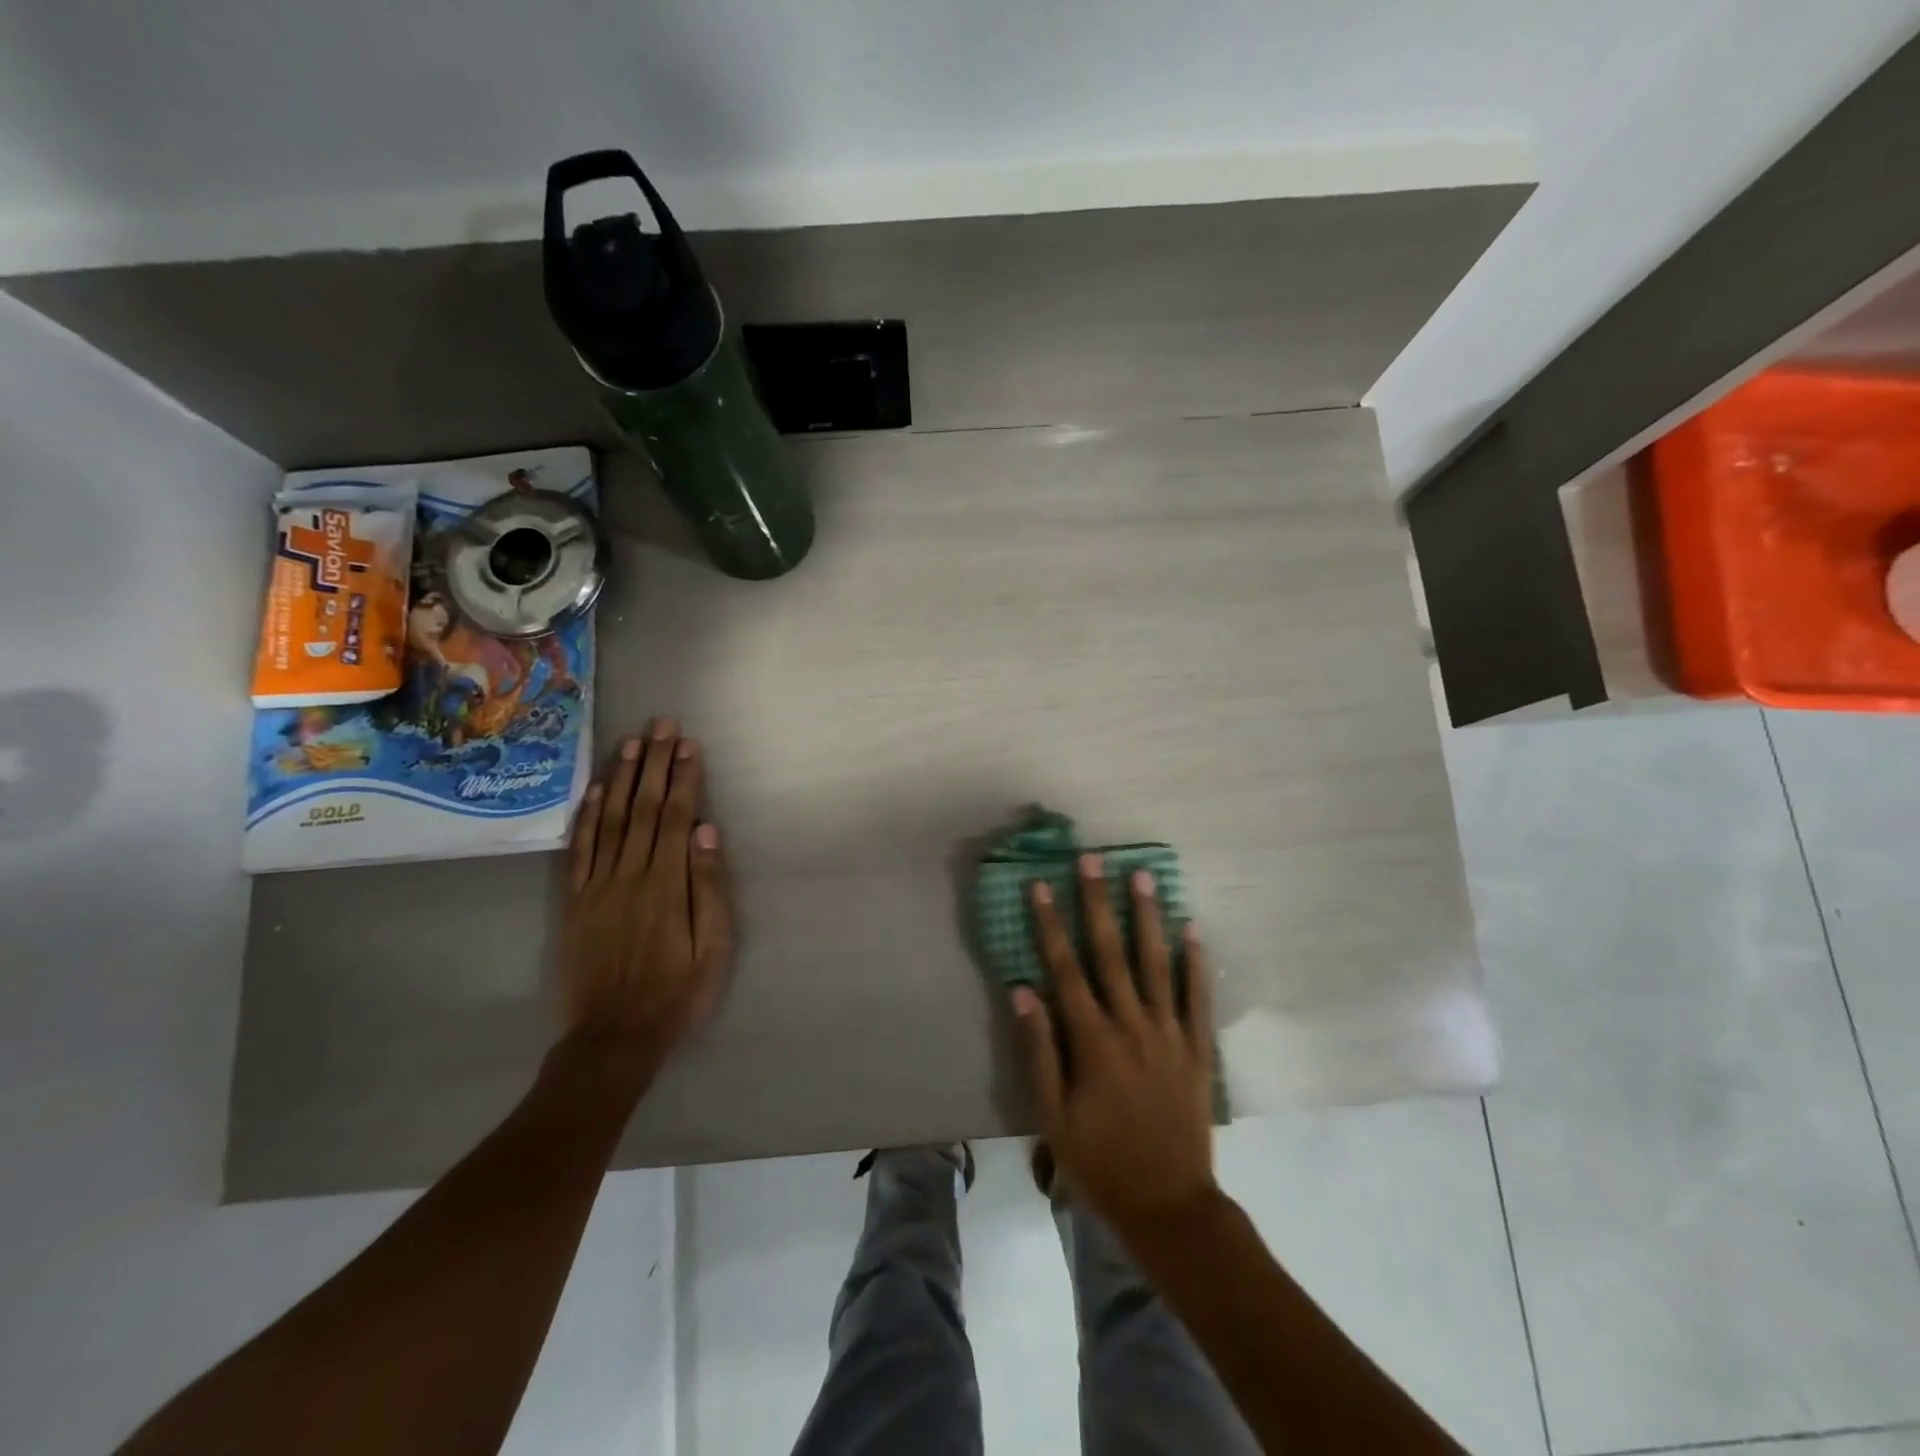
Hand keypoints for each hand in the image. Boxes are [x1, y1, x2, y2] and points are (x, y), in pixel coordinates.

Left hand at [559, 719, 733, 1083]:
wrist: (614, 1038)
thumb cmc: (677, 994)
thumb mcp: (714, 949)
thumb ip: (709, 888)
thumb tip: (706, 831)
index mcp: (666, 885)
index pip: (675, 817)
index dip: (683, 778)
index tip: (689, 744)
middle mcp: (629, 875)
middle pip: (643, 808)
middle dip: (654, 763)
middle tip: (662, 725)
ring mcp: (597, 886)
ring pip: (611, 820)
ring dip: (623, 778)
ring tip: (632, 743)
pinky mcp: (575, 902)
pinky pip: (580, 850)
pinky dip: (588, 816)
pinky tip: (596, 790)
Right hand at [1011, 853, 1217, 1236]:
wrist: (1169, 1206)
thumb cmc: (1100, 1161)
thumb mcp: (1053, 1115)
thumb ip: (1039, 1049)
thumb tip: (1023, 989)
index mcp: (1092, 1040)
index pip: (1065, 968)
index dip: (1050, 924)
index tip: (1040, 885)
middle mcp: (1132, 1025)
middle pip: (1110, 952)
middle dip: (1097, 902)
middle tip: (1092, 860)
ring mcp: (1169, 1035)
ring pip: (1156, 964)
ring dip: (1147, 917)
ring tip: (1143, 875)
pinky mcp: (1198, 1050)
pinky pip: (1198, 998)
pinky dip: (1196, 963)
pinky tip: (1192, 929)